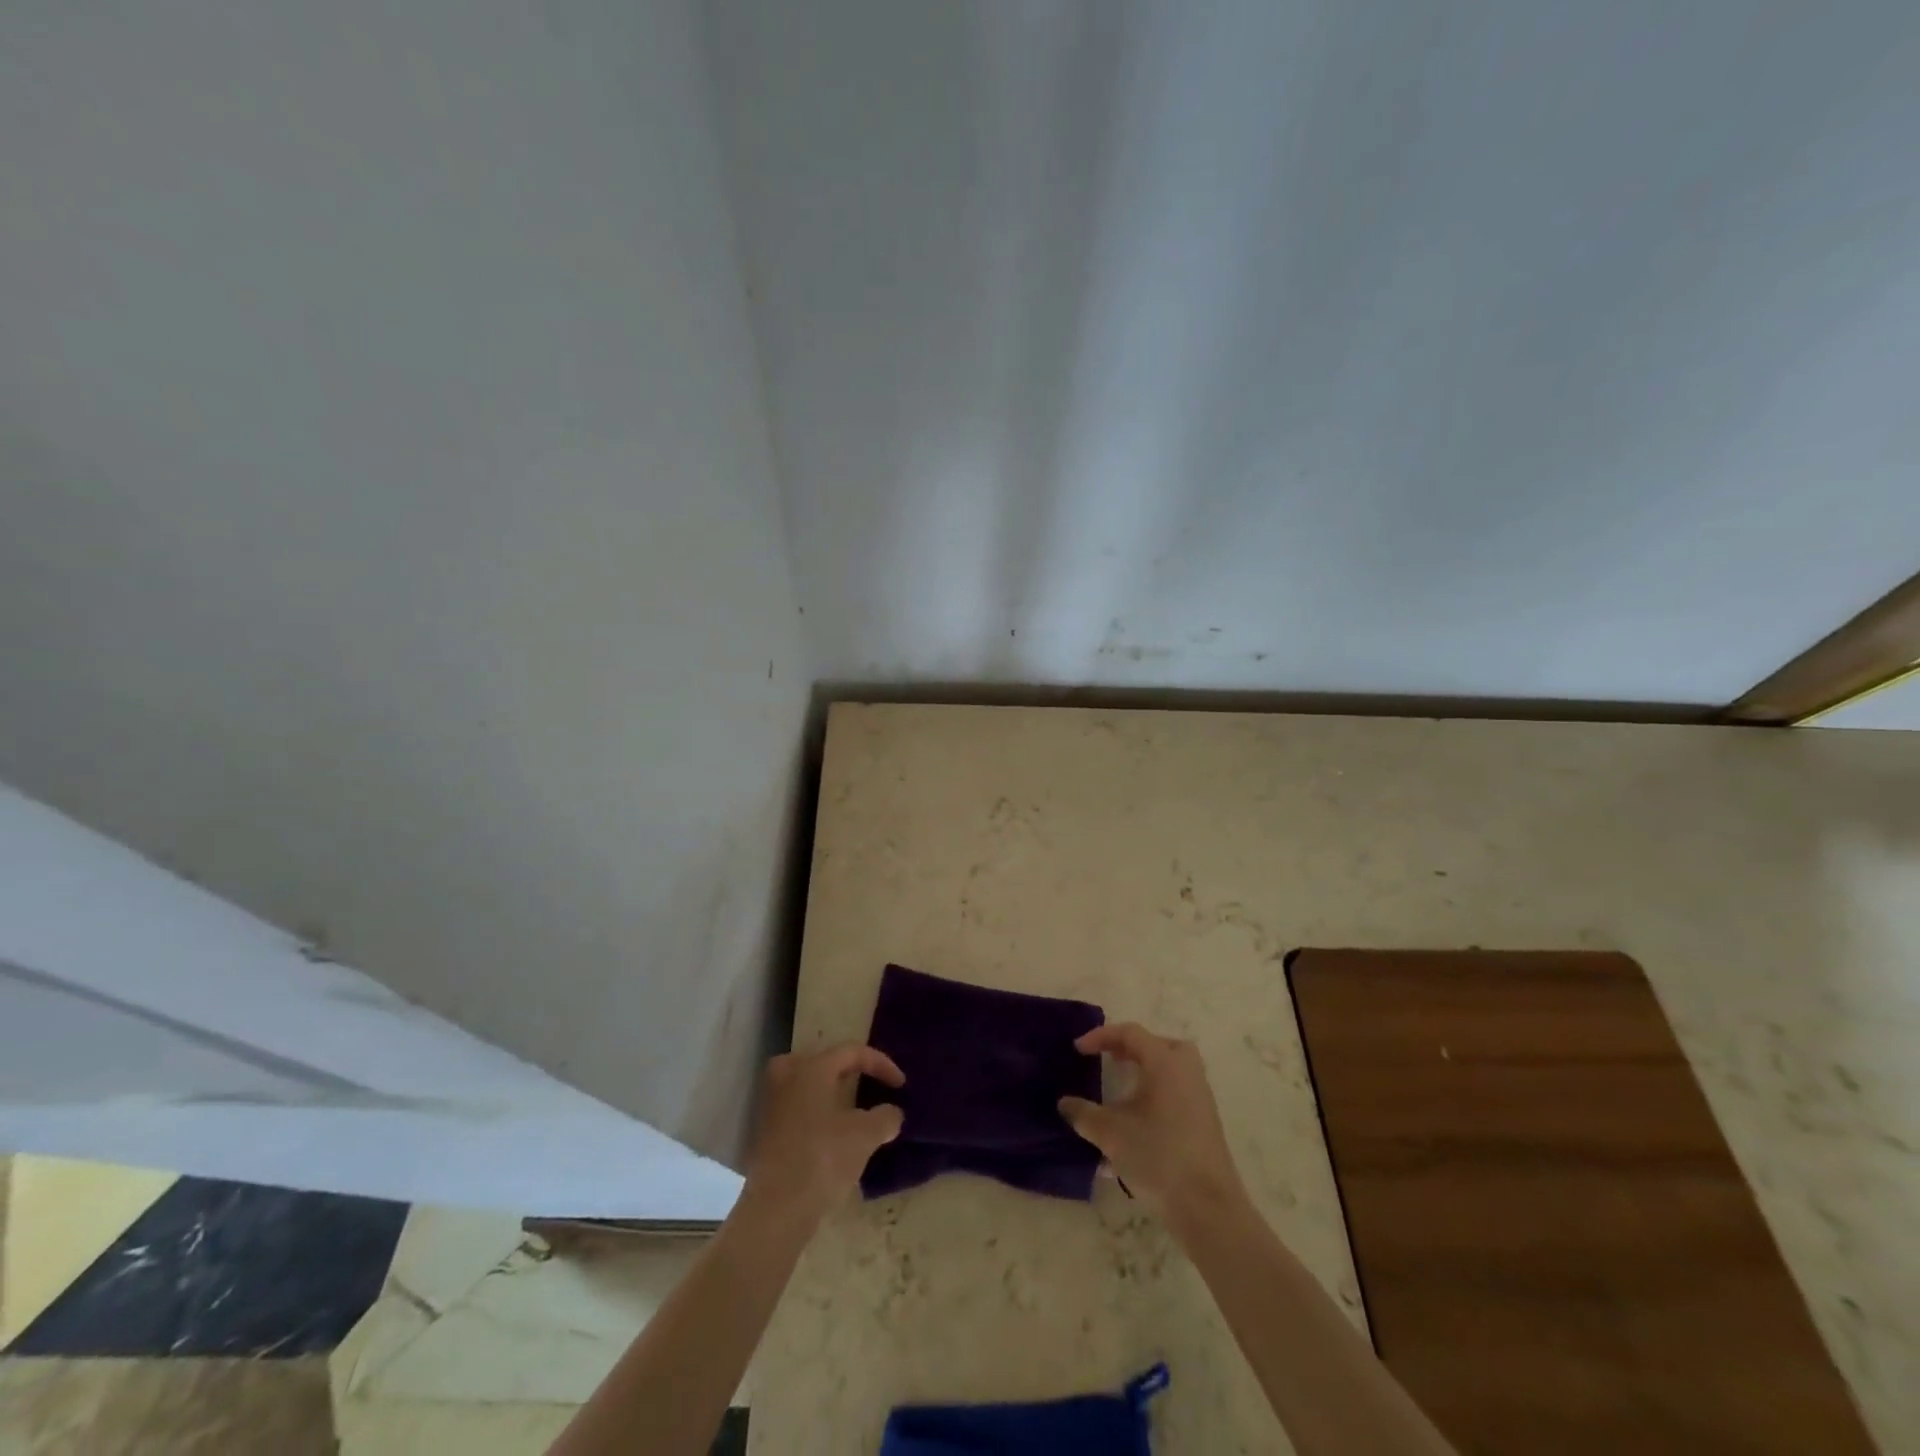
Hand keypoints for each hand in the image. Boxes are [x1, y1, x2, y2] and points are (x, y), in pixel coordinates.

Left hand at [743, 1044, 904, 1223]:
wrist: (775, 1209)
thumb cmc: (822, 1158)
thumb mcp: (865, 1136)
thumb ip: (885, 1117)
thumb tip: (892, 1113)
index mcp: (812, 1068)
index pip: (852, 1051)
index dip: (881, 1064)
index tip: (901, 1085)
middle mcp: (787, 1078)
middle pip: (821, 1062)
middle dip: (846, 1071)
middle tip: (865, 1085)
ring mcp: (771, 1106)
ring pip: (806, 1087)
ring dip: (830, 1094)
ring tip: (850, 1113)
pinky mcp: (765, 1134)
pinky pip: (796, 1110)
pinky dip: (816, 1115)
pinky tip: (831, 1137)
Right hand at [1059, 1023, 1246, 1233]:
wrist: (1208, 1206)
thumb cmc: (1158, 1156)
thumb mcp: (1111, 1134)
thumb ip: (1084, 1114)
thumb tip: (1065, 1104)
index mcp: (1165, 1063)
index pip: (1130, 1033)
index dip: (1101, 1036)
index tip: (1078, 1050)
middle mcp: (1186, 1072)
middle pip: (1159, 1044)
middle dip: (1132, 1048)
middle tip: (1110, 1059)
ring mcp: (1200, 1097)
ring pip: (1171, 1069)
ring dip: (1145, 1072)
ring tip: (1122, 1088)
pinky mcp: (1205, 1122)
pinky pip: (1177, 1092)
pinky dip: (1156, 1093)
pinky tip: (1137, 1121)